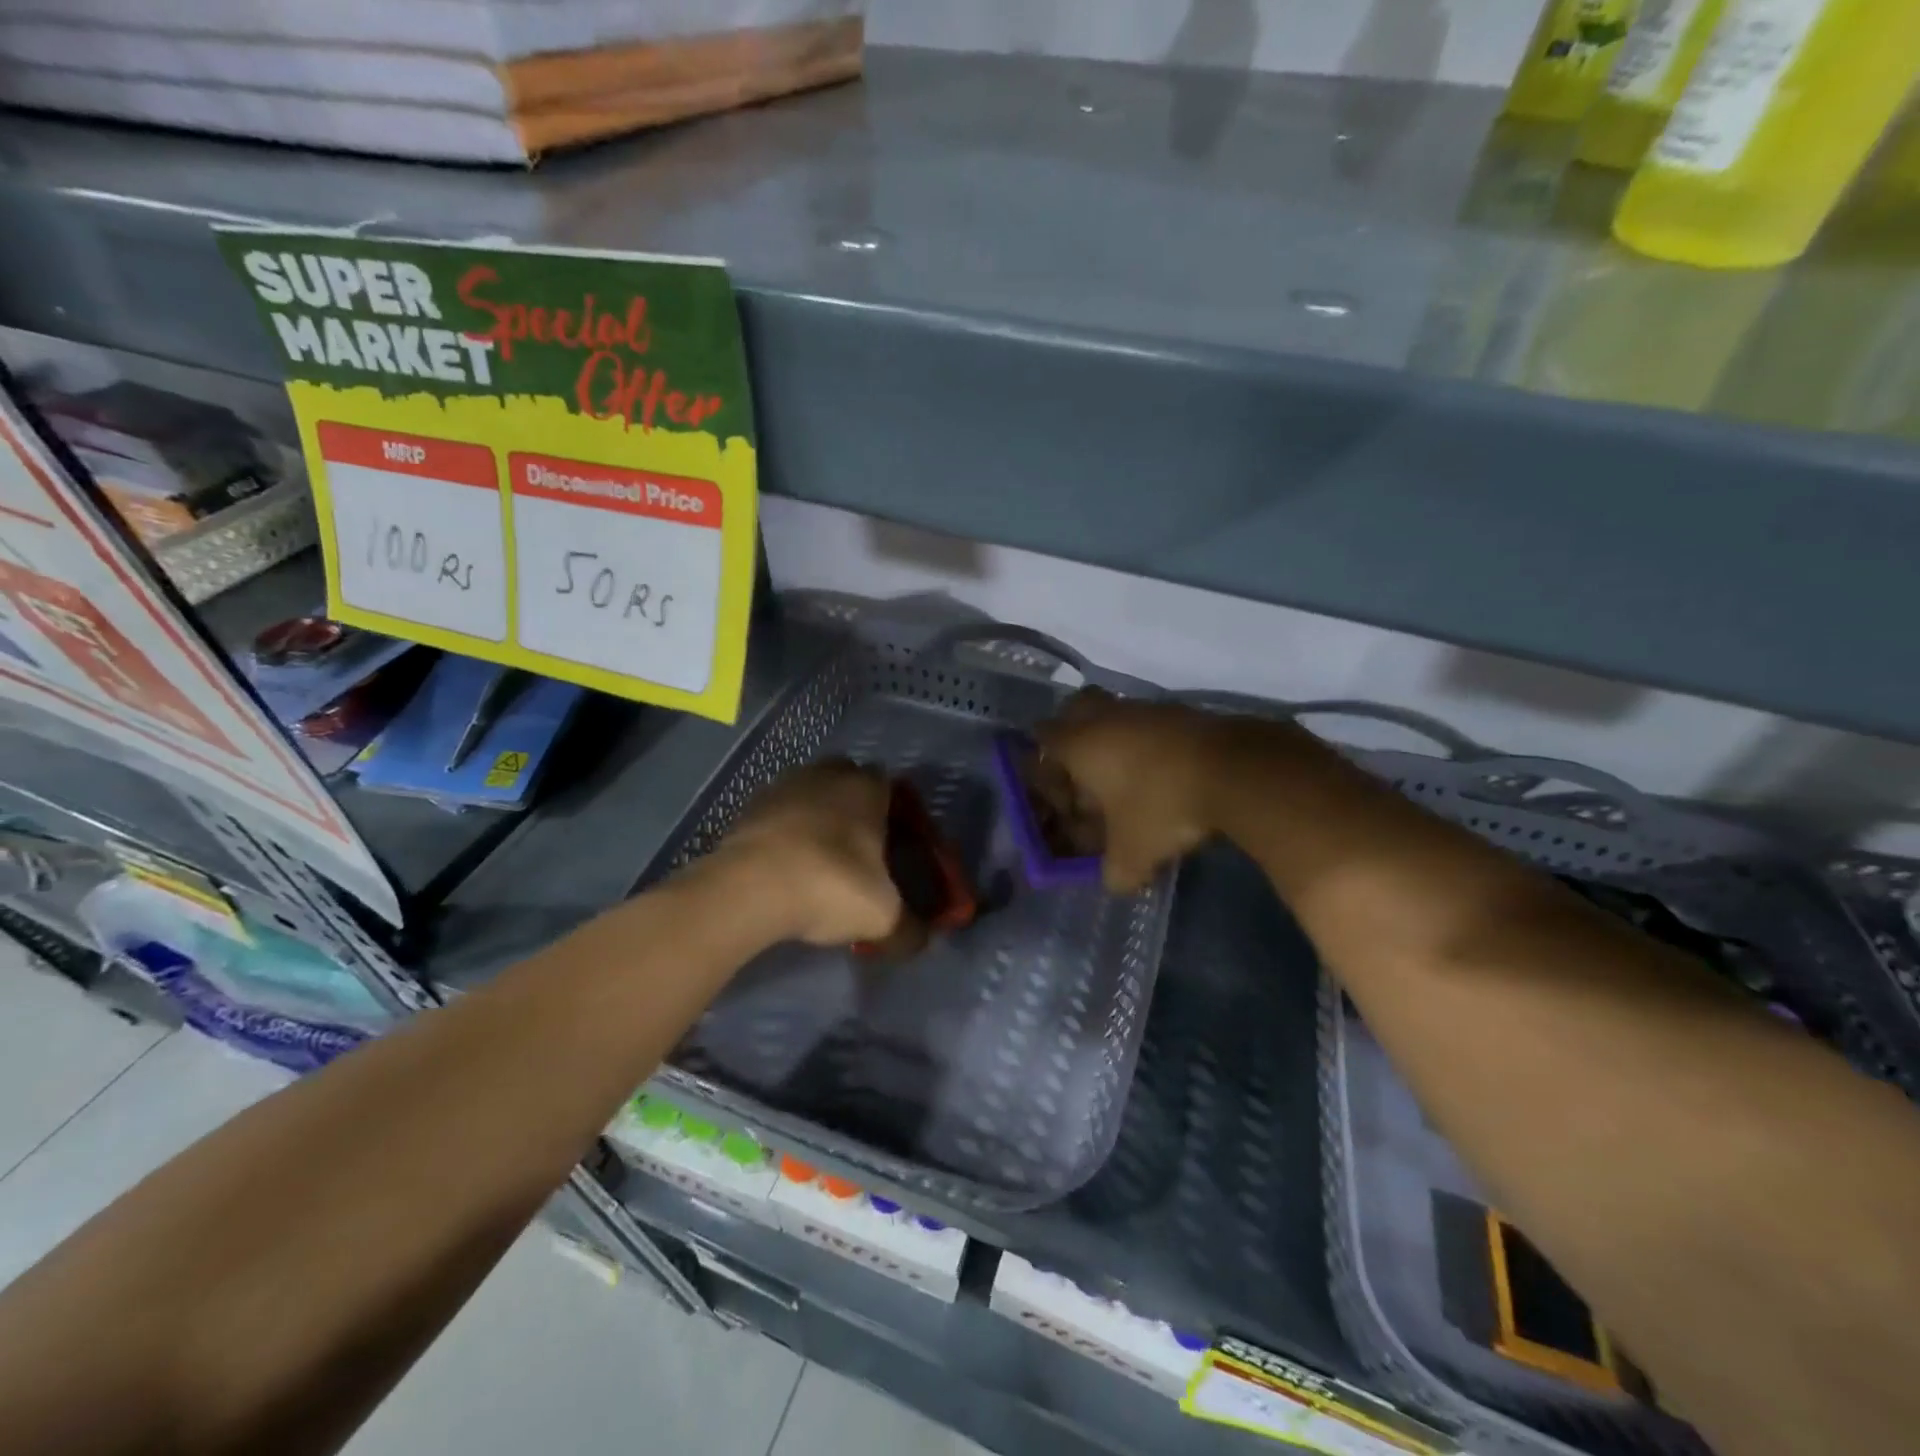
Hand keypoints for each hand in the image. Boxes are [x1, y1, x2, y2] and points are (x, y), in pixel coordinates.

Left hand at [713, 760, 905, 946]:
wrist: (748, 888)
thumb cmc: (831, 885)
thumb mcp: (882, 917)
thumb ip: (908, 929)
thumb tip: (920, 940)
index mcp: (867, 788)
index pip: (889, 785)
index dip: (893, 811)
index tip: (892, 843)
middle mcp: (826, 774)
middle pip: (847, 781)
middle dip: (852, 807)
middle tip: (855, 848)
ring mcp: (783, 786)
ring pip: (808, 794)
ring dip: (814, 818)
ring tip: (816, 860)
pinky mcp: (747, 806)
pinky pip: (776, 814)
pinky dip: (783, 833)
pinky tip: (783, 867)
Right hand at [1033, 691, 1239, 892]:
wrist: (1235, 772)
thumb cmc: (1162, 807)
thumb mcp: (1133, 855)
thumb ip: (1115, 873)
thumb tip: (1116, 881)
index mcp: (1080, 743)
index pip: (1043, 738)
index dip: (1045, 767)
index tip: (1064, 797)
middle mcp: (1108, 717)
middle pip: (1076, 707)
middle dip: (1074, 734)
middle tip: (1085, 769)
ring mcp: (1148, 709)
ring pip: (1119, 715)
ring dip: (1118, 741)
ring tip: (1132, 781)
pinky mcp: (1184, 712)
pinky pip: (1154, 723)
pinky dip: (1153, 745)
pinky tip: (1168, 776)